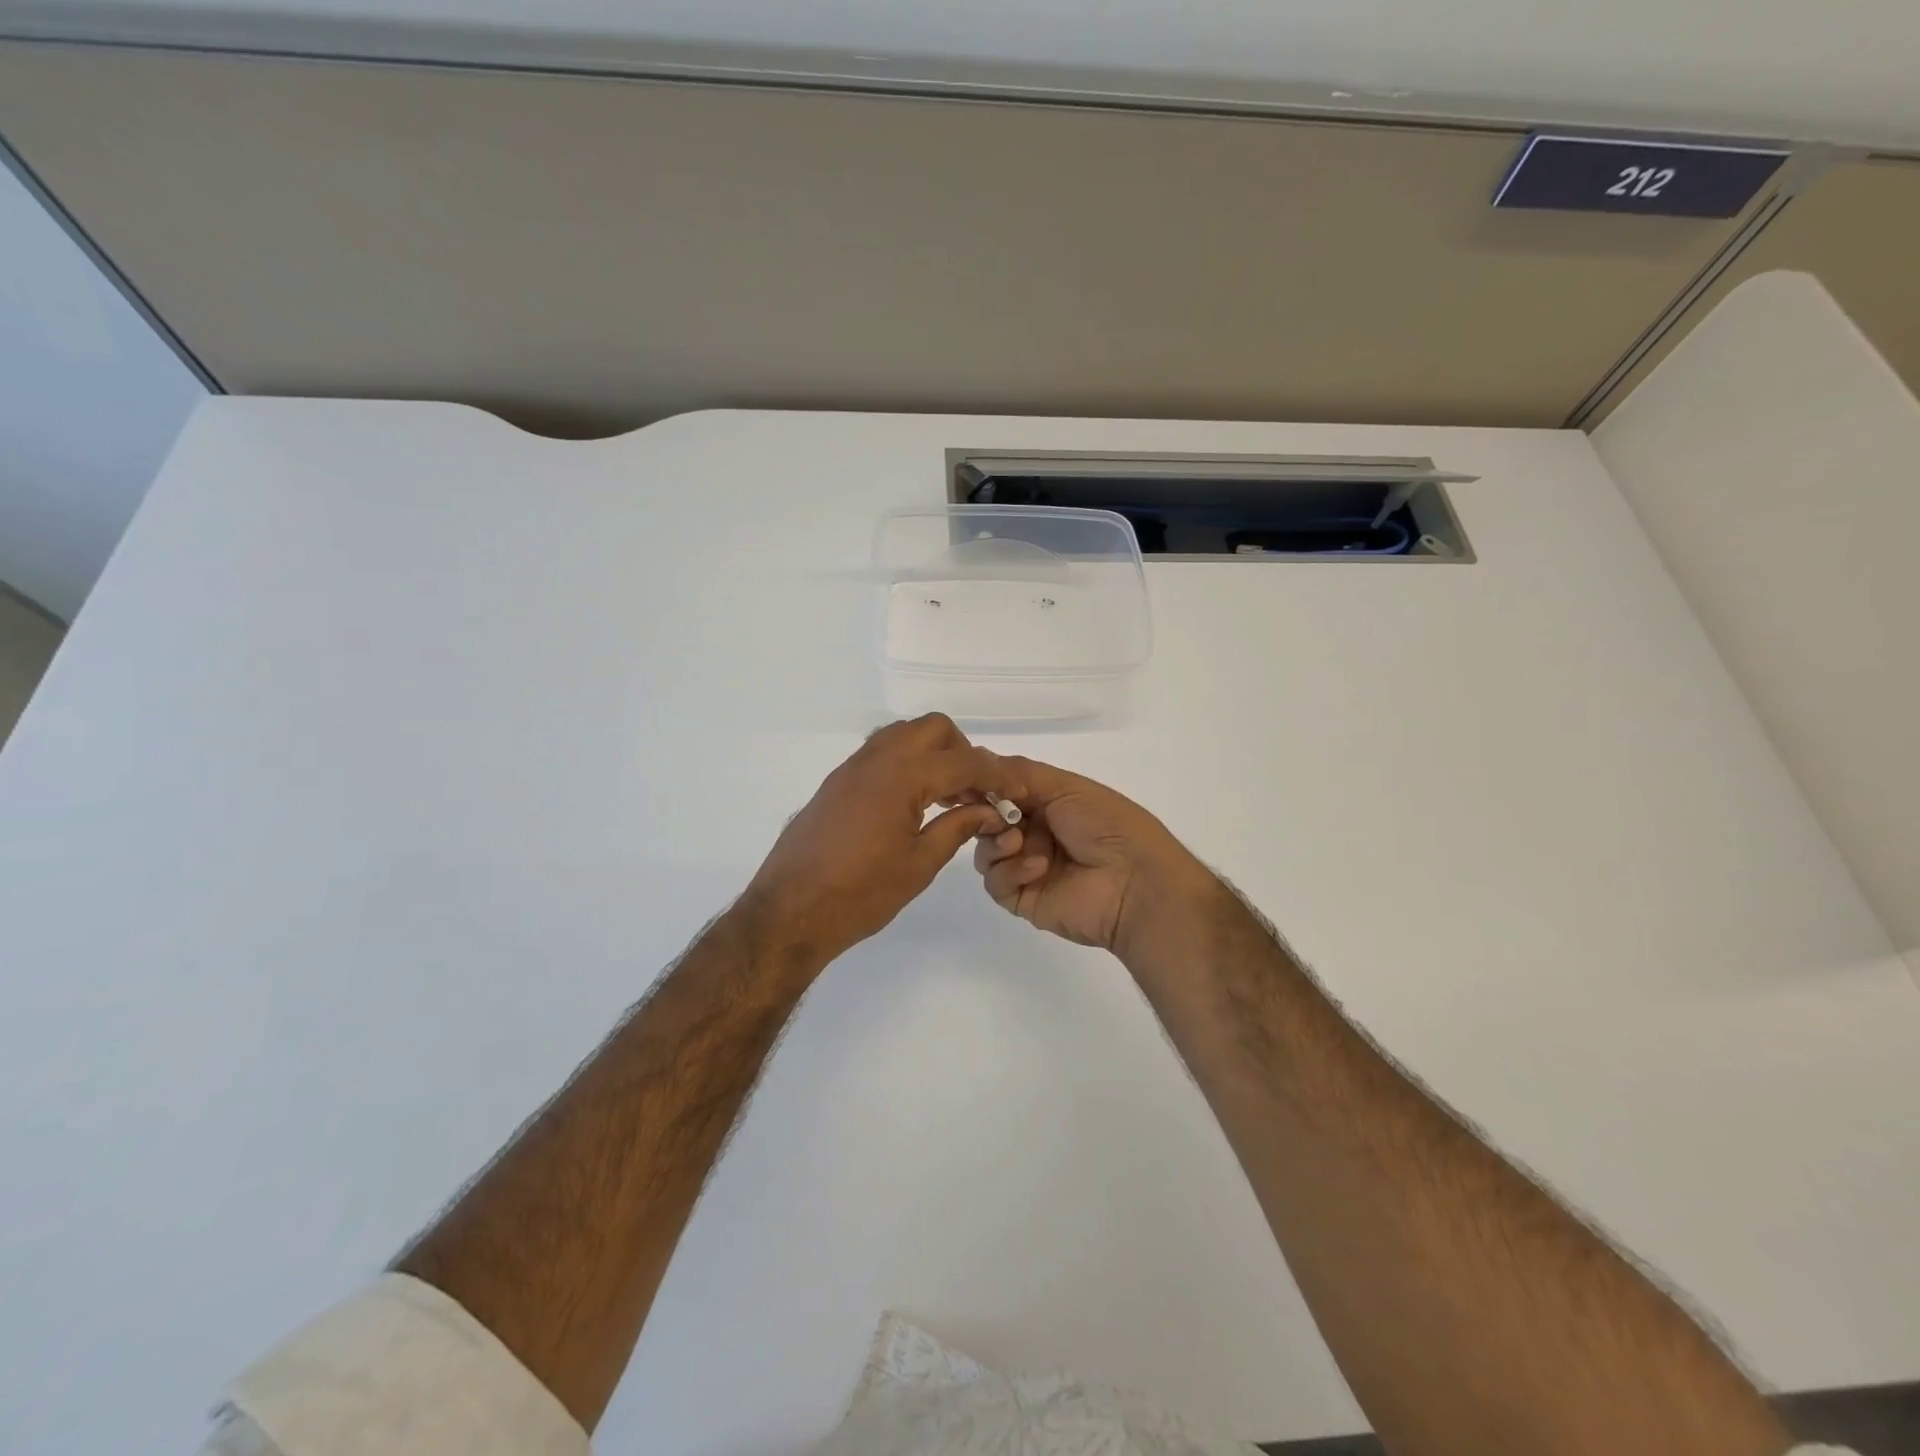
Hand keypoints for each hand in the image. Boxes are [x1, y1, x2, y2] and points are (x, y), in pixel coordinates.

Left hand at [743, 715, 1027, 966]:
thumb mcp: (919, 864)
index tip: (1017, 790)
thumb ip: (958, 828)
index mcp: (901, 776)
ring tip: (947, 796)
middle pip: (932, 729)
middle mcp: (875, 759)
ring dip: (932, 754)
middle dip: (962, 751)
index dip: (997, 773)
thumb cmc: (860, 894)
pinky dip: (907, 764)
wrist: (789, 912)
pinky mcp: (836, 783)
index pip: (963, 761)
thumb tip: (989, 810)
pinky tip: (914, 803)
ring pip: (903, 735)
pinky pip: (881, 754)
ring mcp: (851, 769)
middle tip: (976, 790)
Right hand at [972, 756, 1212, 957]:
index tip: (966, 783)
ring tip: (1019, 842)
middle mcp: (1034, 833)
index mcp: (1047, 804)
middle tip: (994, 815)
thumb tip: (978, 759)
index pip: (1001, 792)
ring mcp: (1026, 867)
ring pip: (985, 851)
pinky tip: (1038, 868)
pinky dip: (1010, 871)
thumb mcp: (1066, 786)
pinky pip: (995, 883)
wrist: (1135, 882)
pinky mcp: (1022, 898)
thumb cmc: (1106, 825)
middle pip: (986, 821)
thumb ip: (1019, 773)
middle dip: (985, 814)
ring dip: (996, 842)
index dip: (983, 787)